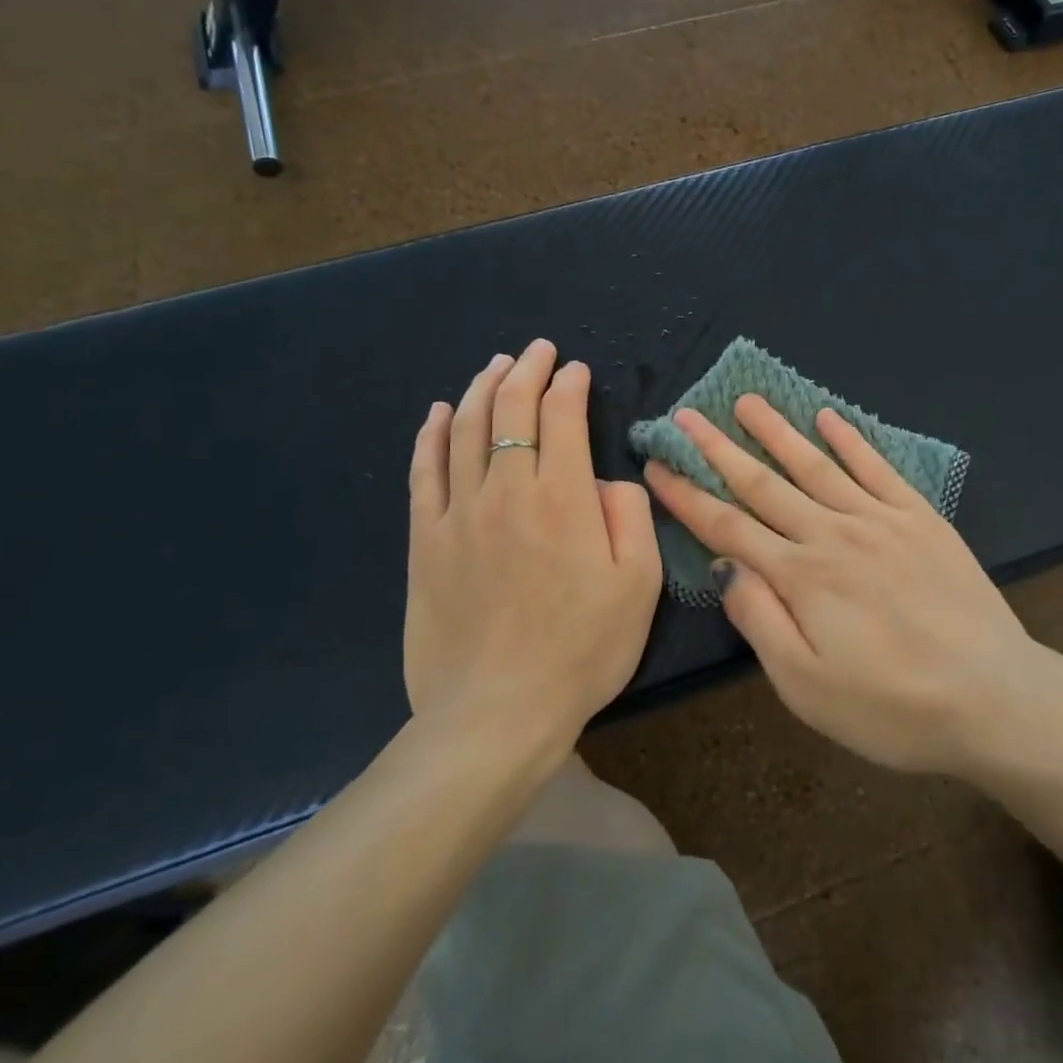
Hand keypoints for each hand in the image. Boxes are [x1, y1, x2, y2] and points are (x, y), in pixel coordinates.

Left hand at [403, 340, 660, 763]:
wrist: (497, 712)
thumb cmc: (582, 650)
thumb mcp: (638, 585)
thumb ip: (631, 517)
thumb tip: (607, 480)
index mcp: (563, 498)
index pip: (562, 417)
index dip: (569, 385)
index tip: (576, 370)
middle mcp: (507, 490)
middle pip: (510, 410)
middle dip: (525, 371)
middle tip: (536, 351)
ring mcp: (458, 513)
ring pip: (466, 430)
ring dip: (482, 389)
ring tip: (495, 366)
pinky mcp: (424, 541)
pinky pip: (424, 472)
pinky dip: (433, 434)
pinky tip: (440, 412)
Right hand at [643, 396, 1045, 775]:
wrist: (994, 697)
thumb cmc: (892, 707)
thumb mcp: (806, 687)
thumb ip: (760, 620)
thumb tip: (725, 566)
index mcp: (801, 576)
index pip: (727, 526)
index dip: (687, 495)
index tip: (657, 465)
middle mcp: (833, 534)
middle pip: (763, 484)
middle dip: (719, 449)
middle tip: (686, 416)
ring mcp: (880, 519)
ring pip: (815, 465)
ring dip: (777, 431)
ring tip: (747, 401)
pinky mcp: (921, 518)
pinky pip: (877, 468)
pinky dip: (850, 440)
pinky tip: (829, 418)